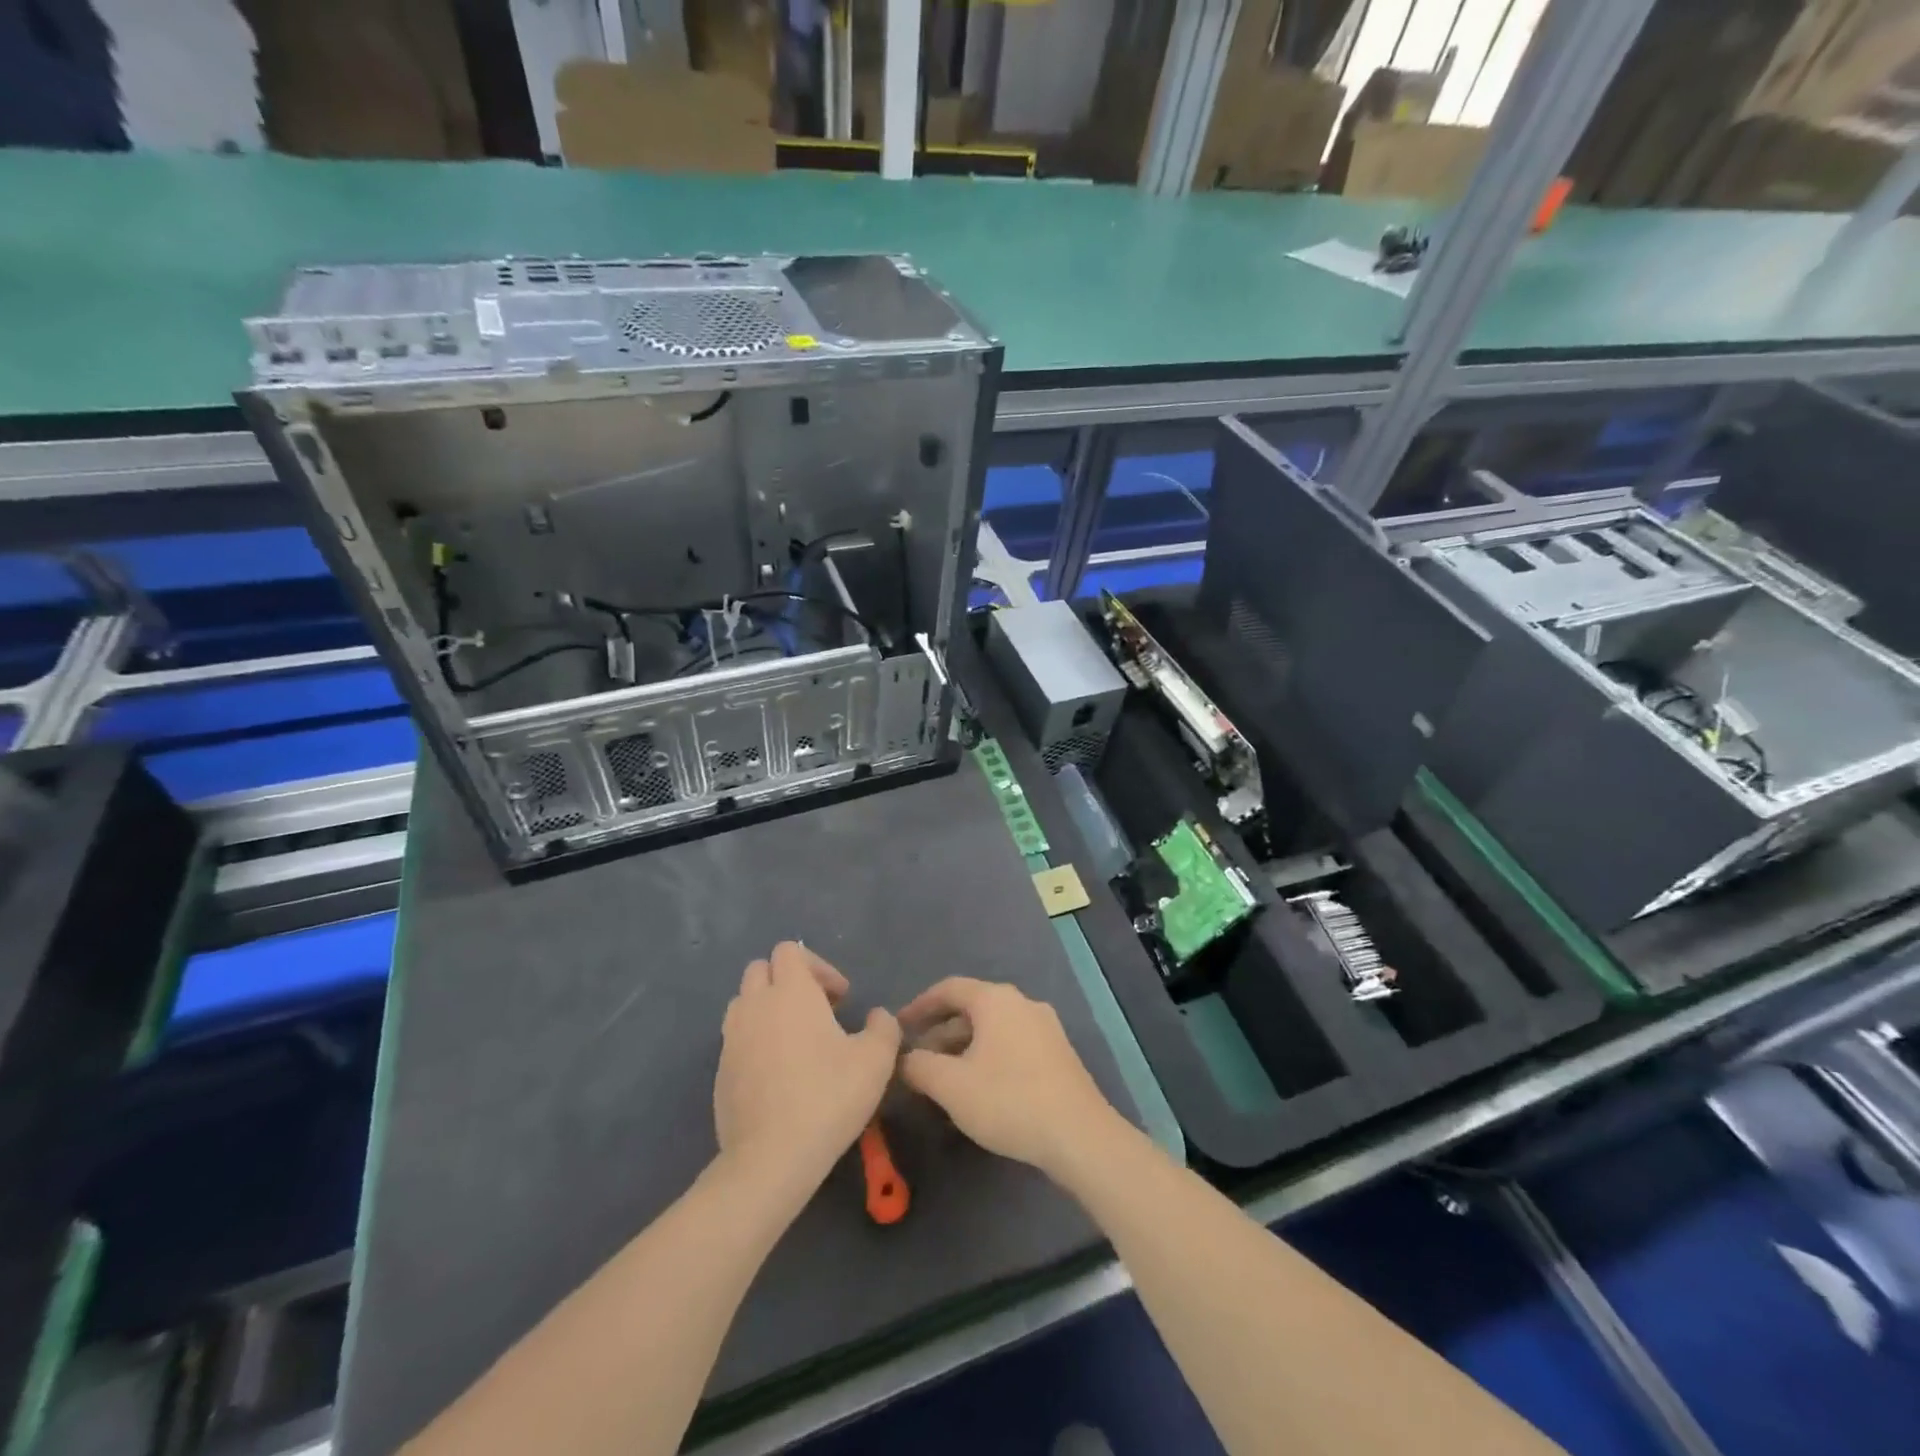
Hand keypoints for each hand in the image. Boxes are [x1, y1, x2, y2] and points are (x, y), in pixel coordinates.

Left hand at [715, 942, 899, 1190]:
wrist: (771, 1158)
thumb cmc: (828, 1097)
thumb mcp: (876, 1060)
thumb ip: (883, 1027)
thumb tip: (877, 1016)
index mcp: (790, 992)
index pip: (789, 950)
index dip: (818, 966)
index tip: (839, 998)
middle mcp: (755, 1005)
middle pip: (760, 969)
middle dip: (788, 981)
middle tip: (818, 1012)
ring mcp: (732, 1039)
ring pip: (743, 1002)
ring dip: (767, 1008)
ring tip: (795, 1040)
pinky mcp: (720, 1072)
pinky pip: (736, 1039)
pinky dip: (755, 1041)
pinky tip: (778, 1074)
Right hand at [898, 977, 1119, 1177]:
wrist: (1079, 1135)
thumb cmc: (1008, 1100)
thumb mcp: (951, 1086)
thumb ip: (919, 1066)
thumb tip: (905, 1058)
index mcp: (996, 1000)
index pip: (949, 988)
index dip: (919, 1005)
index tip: (898, 1027)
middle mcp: (1022, 1003)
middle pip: (972, 1008)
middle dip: (941, 1032)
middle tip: (917, 1060)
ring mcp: (1045, 1027)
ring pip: (993, 1028)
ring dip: (963, 1047)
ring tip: (943, 1079)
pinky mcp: (1058, 1053)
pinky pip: (1012, 1044)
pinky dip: (987, 1057)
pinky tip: (979, 1089)